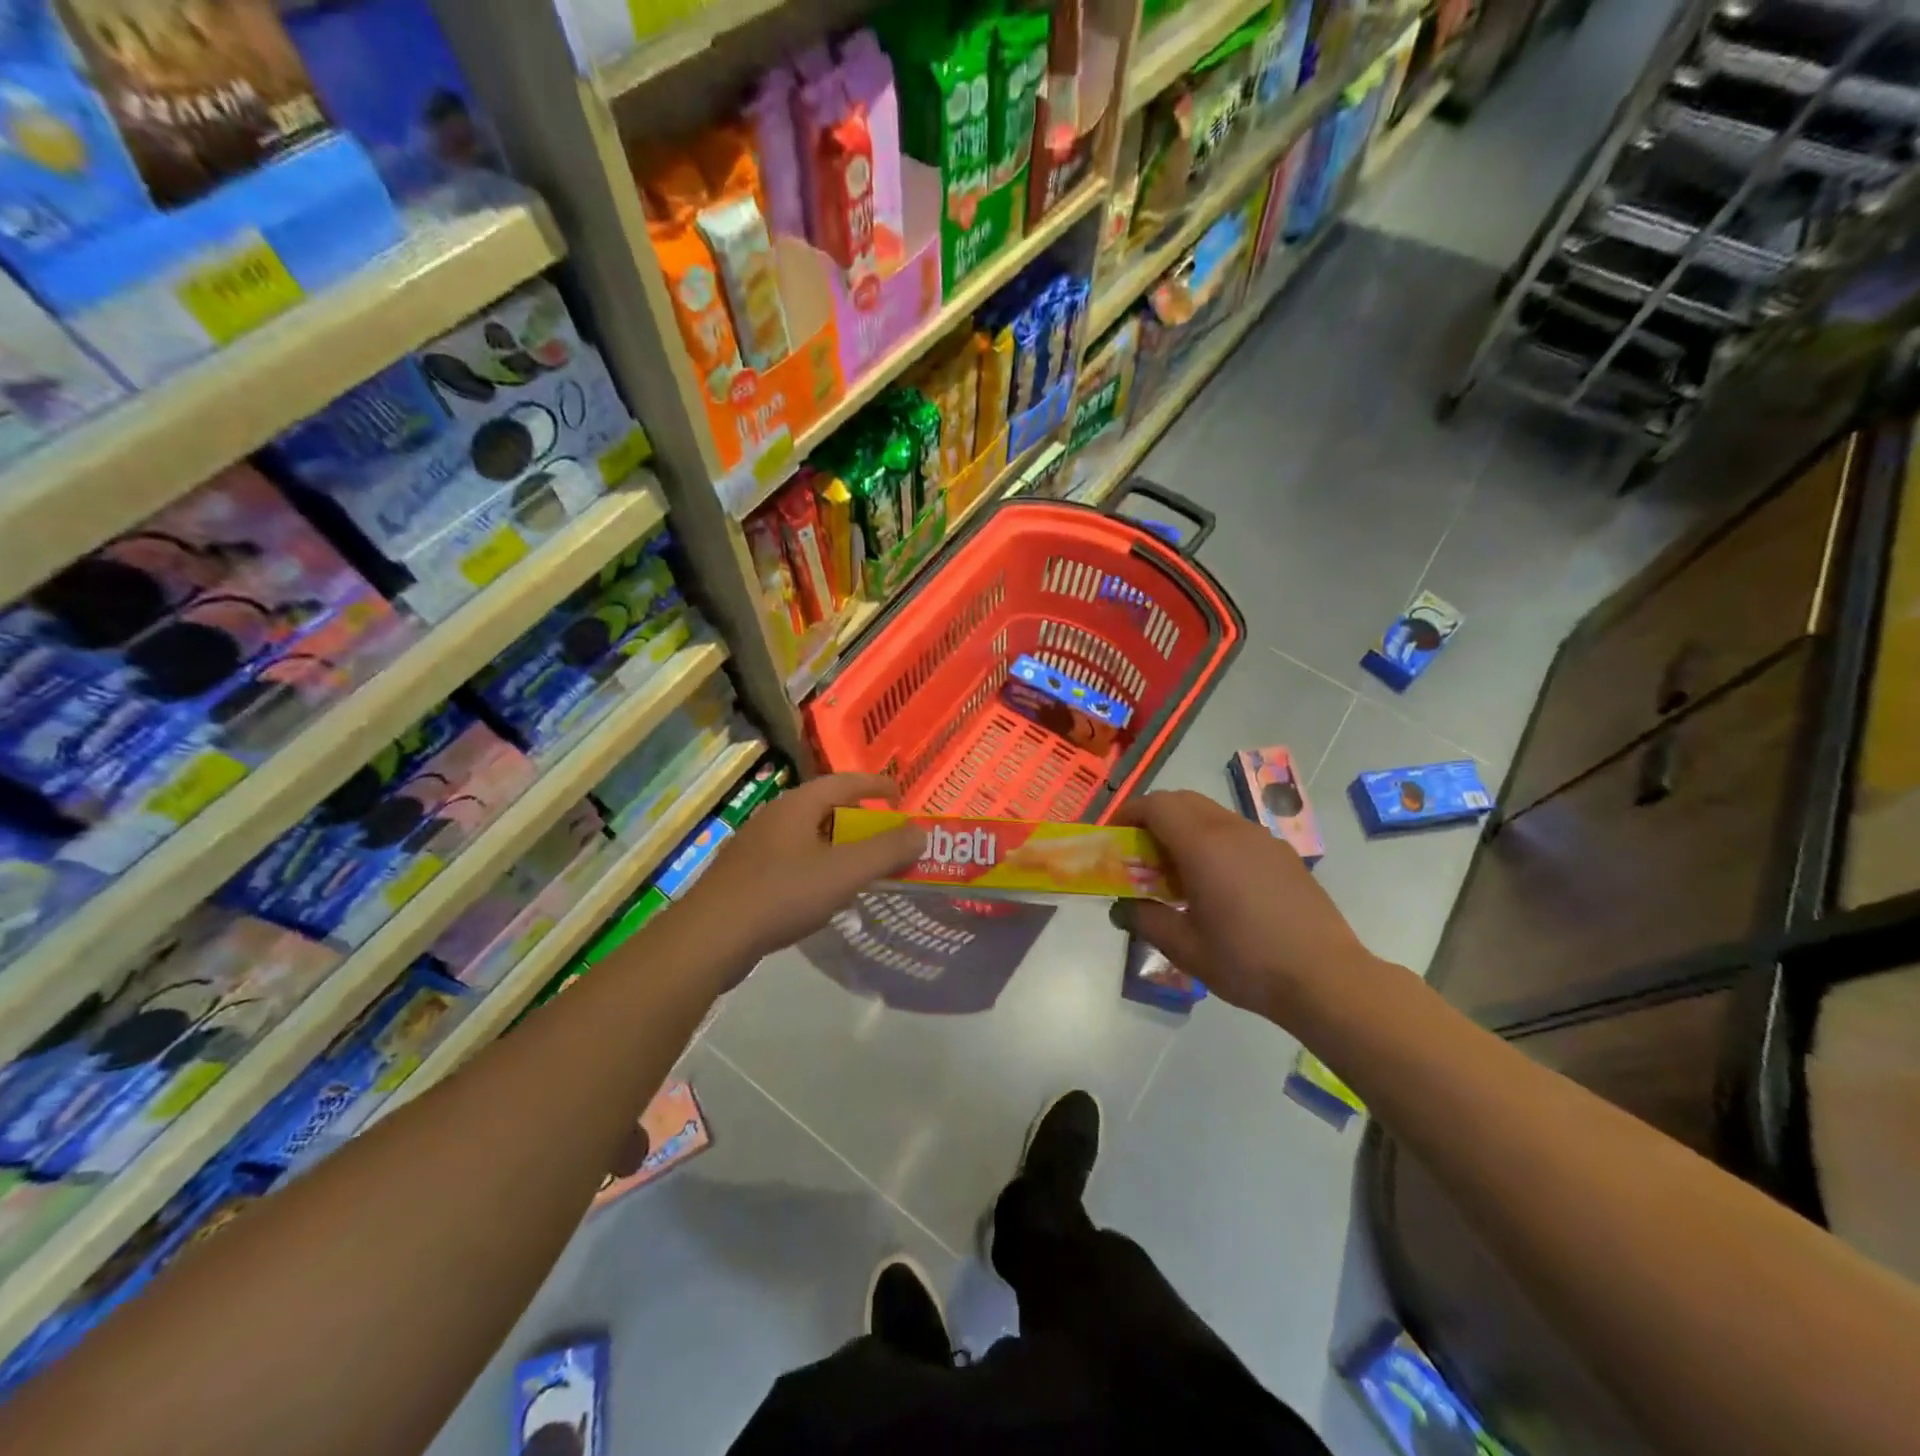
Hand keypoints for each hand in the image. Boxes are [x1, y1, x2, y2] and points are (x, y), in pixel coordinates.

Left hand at [676, 773, 922, 960]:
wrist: (711, 937)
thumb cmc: (782, 894)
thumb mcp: (845, 872)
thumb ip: (887, 851)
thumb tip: (921, 833)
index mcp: (797, 805)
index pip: (845, 781)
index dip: (876, 786)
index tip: (900, 797)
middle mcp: (775, 817)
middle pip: (826, 808)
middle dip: (859, 821)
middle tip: (884, 838)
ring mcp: (755, 847)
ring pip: (808, 837)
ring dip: (838, 848)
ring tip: (859, 868)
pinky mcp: (744, 877)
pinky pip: (792, 862)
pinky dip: (817, 869)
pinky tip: (823, 896)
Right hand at [1113, 791, 1379, 1018]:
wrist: (1326, 979)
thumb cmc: (1246, 961)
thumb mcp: (1184, 947)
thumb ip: (1145, 919)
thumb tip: (1122, 907)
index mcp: (1203, 845)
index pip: (1157, 805)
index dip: (1129, 813)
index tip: (1114, 835)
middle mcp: (1233, 830)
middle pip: (1182, 800)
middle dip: (1154, 816)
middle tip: (1139, 851)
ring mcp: (1263, 839)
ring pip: (1211, 813)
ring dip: (1184, 827)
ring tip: (1176, 869)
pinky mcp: (1283, 854)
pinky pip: (1235, 831)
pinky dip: (1212, 840)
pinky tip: (1216, 882)